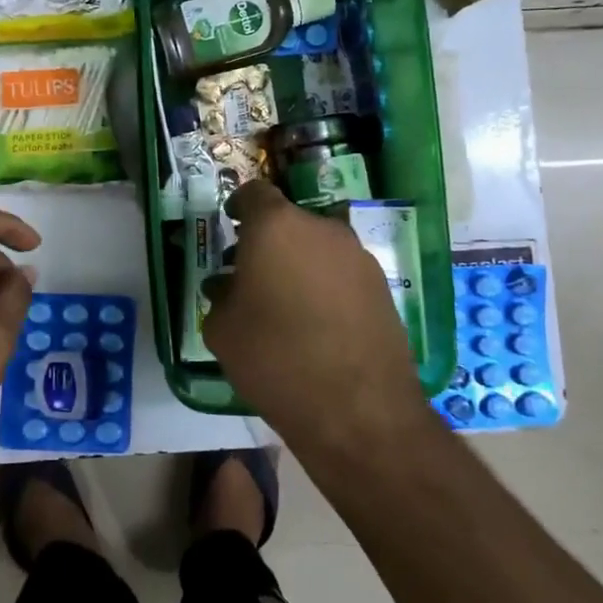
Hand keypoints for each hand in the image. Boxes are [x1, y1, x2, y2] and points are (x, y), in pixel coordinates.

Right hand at [202, 181, 426, 446]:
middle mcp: (321, 229)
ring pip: (318, 246)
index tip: (230, 225)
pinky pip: (341, 272)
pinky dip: (324, 285)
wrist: (358, 409)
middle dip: (267, 241)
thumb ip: (220, 296)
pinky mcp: (382, 286)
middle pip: (288, 221)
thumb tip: (227, 286)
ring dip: (298, 263)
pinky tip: (315, 323)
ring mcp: (357, 256)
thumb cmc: (274, 358)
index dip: (239, 206)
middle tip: (250, 274)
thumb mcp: (223, 330)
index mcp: (276, 226)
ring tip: (283, 303)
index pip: (254, 193)